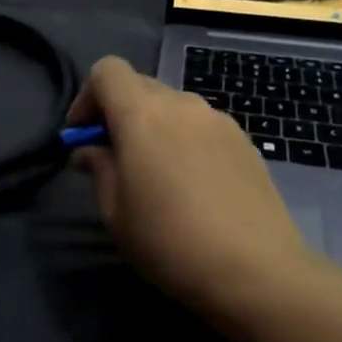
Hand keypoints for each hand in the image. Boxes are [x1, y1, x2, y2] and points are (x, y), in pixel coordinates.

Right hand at [66, 57, 312, 316]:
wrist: (257, 271)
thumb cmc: (170, 242)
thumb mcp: (116, 213)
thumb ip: (99, 169)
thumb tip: (89, 151)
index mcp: (142, 114)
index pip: (107, 70)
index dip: (87, 96)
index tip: (83, 135)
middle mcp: (181, 104)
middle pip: (140, 85)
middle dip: (119, 112)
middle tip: (114, 157)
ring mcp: (218, 120)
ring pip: (173, 106)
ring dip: (154, 126)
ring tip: (156, 174)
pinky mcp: (244, 141)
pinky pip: (201, 126)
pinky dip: (185, 140)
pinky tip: (193, 184)